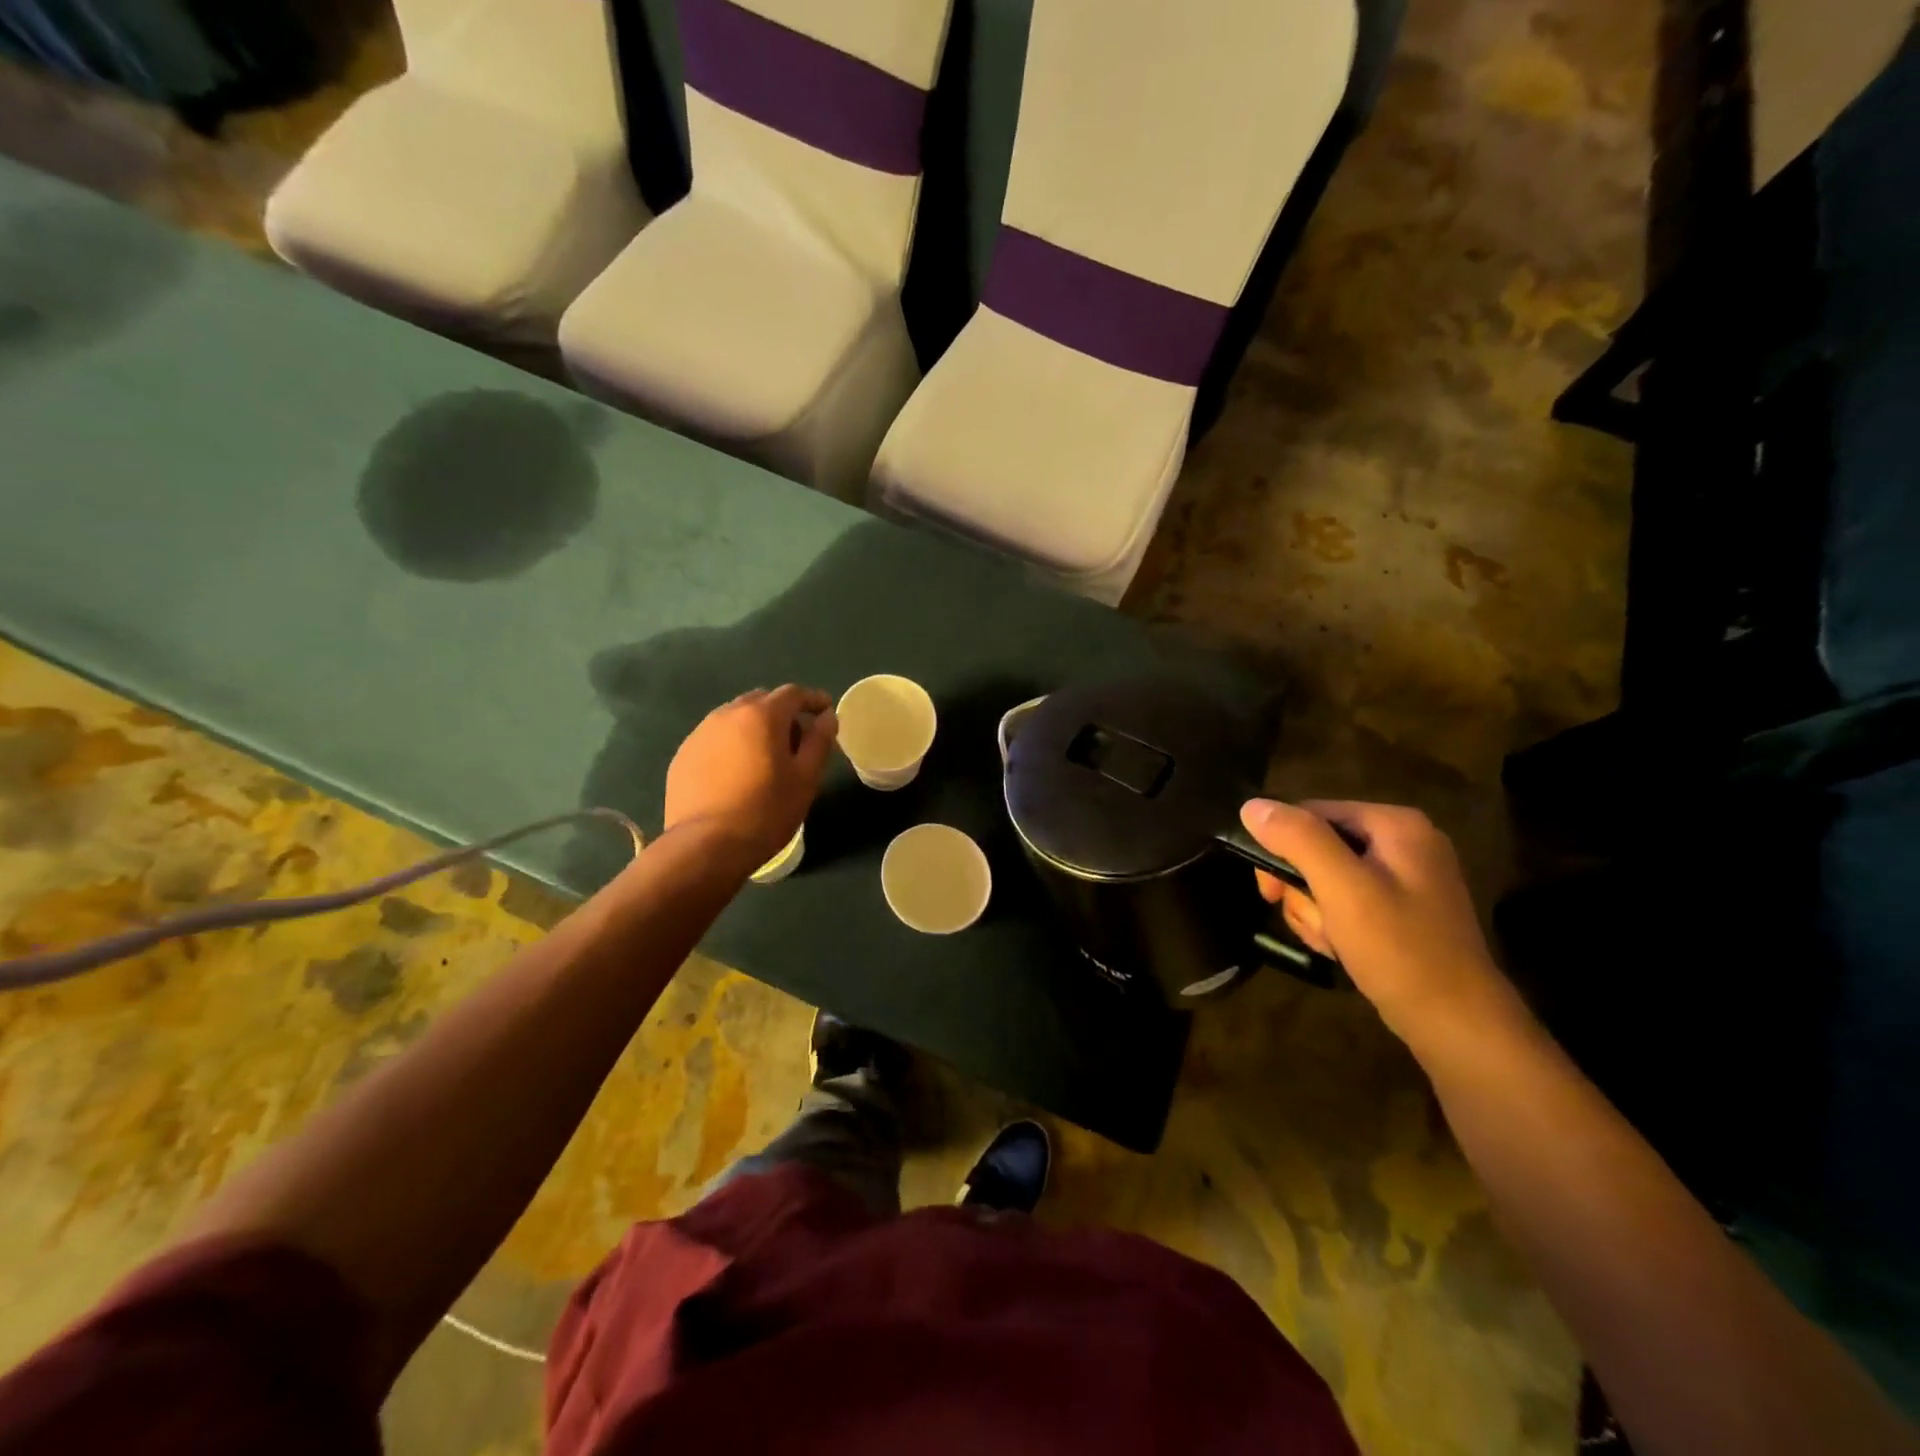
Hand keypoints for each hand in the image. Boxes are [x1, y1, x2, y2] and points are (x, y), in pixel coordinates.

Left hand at [665, 686, 837, 868]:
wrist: (706, 846)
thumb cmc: (766, 811)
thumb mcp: (806, 778)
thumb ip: (819, 740)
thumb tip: (827, 716)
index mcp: (762, 715)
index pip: (793, 693)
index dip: (813, 699)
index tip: (826, 711)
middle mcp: (727, 714)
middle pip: (762, 701)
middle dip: (783, 714)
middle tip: (797, 742)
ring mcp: (700, 733)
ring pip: (735, 718)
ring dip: (755, 729)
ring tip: (765, 759)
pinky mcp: (683, 755)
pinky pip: (715, 739)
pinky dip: (732, 745)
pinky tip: (737, 774)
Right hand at [1240, 798, 1519, 1045]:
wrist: (1457, 1024)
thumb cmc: (1399, 950)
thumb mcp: (1342, 889)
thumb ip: (1299, 840)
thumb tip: (1251, 806)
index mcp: (1395, 825)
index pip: (1312, 813)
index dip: (1281, 849)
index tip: (1269, 892)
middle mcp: (1403, 842)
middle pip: (1318, 846)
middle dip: (1302, 888)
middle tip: (1309, 921)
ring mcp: (1405, 877)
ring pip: (1326, 877)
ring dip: (1314, 911)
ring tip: (1330, 941)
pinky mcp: (1402, 909)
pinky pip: (1346, 901)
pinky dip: (1333, 923)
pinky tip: (1341, 948)